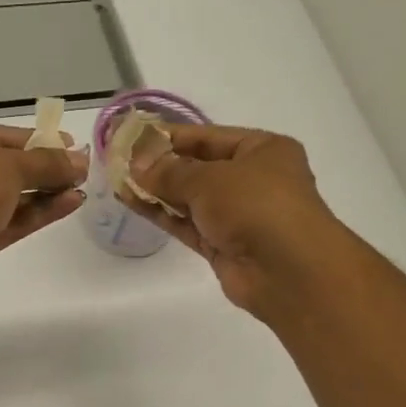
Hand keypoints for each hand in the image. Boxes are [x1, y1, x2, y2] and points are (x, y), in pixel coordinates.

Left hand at [0, 120, 87, 307]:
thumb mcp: (6, 165)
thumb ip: (46, 163)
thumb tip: (80, 162)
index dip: (34, 140)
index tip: (70, 144)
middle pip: (1, 168)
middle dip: (42, 169)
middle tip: (81, 170)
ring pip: (6, 198)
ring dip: (44, 192)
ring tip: (81, 188)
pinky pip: (8, 223)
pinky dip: (37, 214)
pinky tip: (69, 204)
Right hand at [124, 125, 341, 313]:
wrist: (287, 271)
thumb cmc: (256, 206)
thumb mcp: (210, 179)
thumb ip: (170, 172)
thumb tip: (137, 165)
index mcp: (263, 150)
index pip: (209, 137)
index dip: (171, 136)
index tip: (134, 135)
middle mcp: (252, 179)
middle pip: (198, 167)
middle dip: (161, 164)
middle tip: (120, 159)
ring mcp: (237, 214)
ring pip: (190, 197)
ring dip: (157, 190)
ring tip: (118, 180)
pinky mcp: (222, 244)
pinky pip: (187, 223)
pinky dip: (162, 213)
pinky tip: (132, 202)